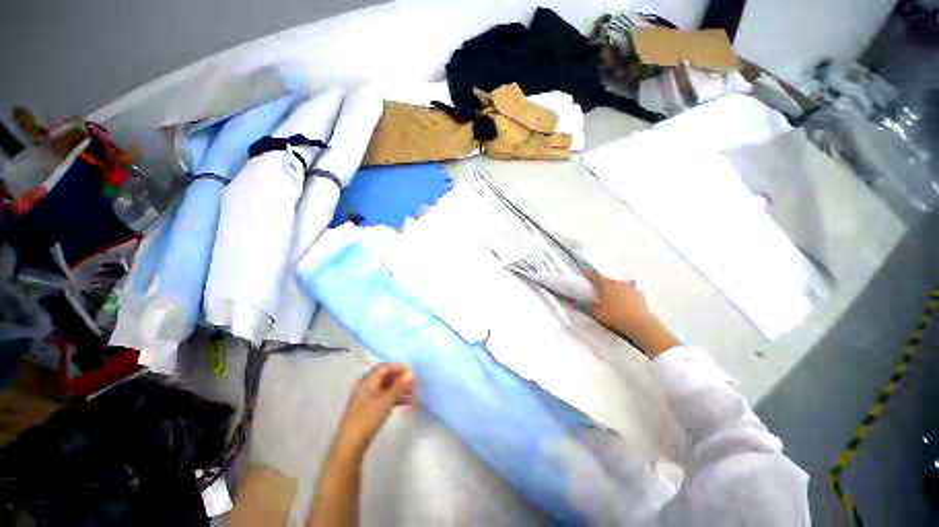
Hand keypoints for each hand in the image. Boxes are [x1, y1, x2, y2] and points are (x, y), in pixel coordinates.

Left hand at [334, 363, 414, 455]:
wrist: (351, 442)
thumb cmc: (369, 416)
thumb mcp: (387, 399)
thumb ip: (399, 385)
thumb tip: (409, 374)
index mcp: (367, 380)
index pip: (384, 367)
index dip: (398, 367)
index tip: (411, 370)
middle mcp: (365, 385)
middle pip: (385, 377)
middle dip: (399, 379)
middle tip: (412, 383)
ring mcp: (365, 397)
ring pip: (385, 388)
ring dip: (398, 389)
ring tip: (412, 394)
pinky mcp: (366, 408)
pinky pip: (382, 397)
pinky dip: (393, 398)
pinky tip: (404, 403)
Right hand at [587, 270, 678, 357]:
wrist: (640, 324)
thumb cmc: (614, 316)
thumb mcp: (596, 312)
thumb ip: (584, 306)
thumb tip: (571, 301)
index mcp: (605, 285)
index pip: (593, 275)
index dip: (587, 272)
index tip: (583, 269)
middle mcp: (617, 283)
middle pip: (607, 279)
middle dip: (601, 282)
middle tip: (597, 288)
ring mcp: (629, 287)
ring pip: (618, 284)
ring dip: (614, 287)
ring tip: (611, 295)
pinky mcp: (639, 294)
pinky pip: (629, 291)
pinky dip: (625, 294)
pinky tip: (625, 301)